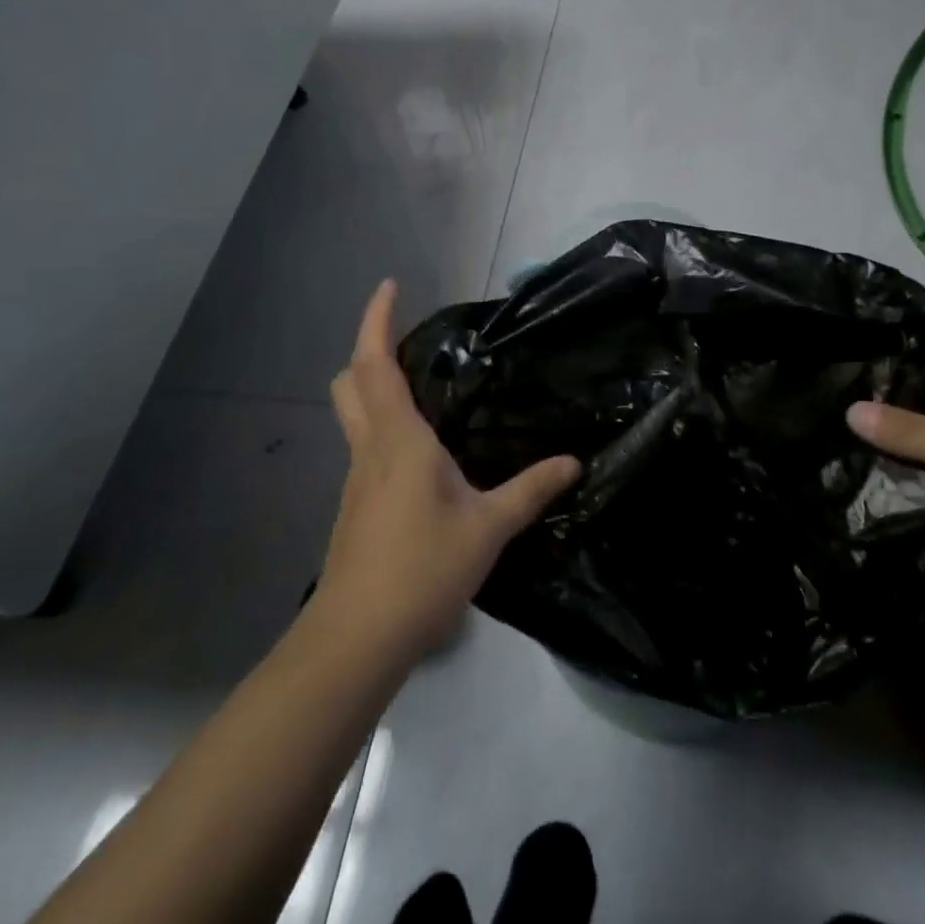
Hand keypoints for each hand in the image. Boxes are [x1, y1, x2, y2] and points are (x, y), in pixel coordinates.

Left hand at [318, 281, 580, 662]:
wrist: (356, 638)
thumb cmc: (421, 569)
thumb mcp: (488, 528)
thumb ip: (531, 490)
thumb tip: (574, 461)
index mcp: (398, 439)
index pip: (376, 363)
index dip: (378, 319)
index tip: (390, 285)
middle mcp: (370, 449)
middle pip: (350, 382)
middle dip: (370, 349)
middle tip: (409, 340)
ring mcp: (357, 478)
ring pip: (355, 414)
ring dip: (376, 387)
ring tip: (425, 387)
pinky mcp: (356, 505)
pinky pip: (367, 446)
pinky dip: (385, 426)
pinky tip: (422, 453)